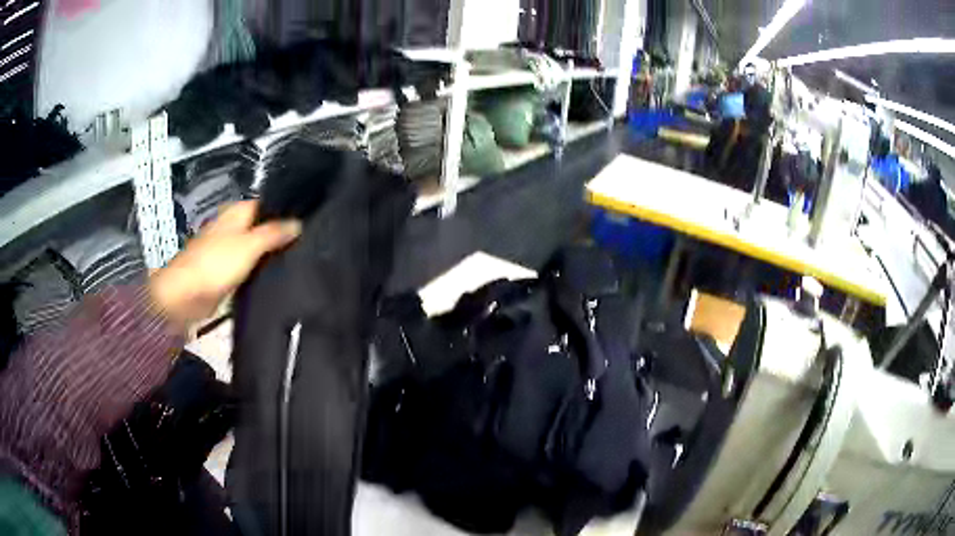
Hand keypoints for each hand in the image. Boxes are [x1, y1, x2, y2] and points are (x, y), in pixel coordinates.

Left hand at [149, 201, 301, 328]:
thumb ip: (274, 233)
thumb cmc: (215, 264)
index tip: (309, 221)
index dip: (286, 211)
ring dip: (271, 253)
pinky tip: (276, 275)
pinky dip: (260, 268)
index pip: (267, 204)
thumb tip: (298, 224)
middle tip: (308, 242)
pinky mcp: (226, 272)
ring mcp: (228, 249)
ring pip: (256, 247)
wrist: (186, 296)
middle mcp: (233, 226)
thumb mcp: (249, 245)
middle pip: (262, 226)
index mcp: (237, 212)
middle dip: (281, 233)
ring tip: (299, 258)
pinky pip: (249, 266)